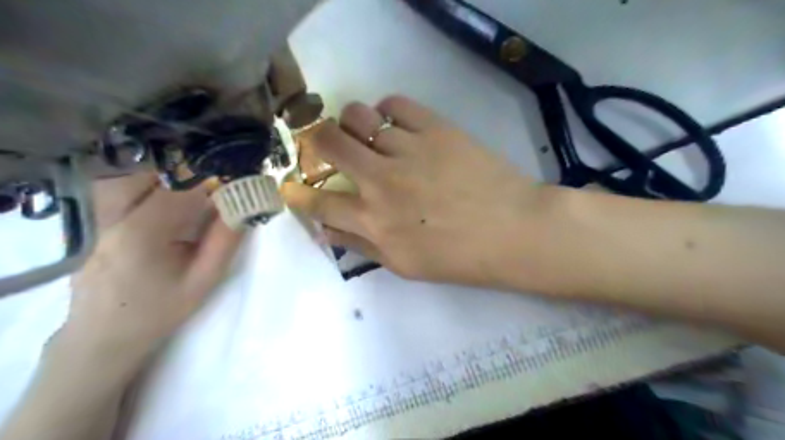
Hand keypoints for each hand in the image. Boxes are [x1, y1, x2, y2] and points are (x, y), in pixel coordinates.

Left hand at [62, 173, 243, 368]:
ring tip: (189, 188)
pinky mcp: (91, 221)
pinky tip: (163, 198)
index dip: (211, 177)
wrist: (103, 336)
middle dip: (185, 170)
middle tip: (213, 181)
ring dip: (162, 174)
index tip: (235, 176)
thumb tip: (245, 206)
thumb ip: (226, 241)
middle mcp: (111, 217)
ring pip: (126, 175)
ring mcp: (94, 217)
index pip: (181, 188)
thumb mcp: (204, 280)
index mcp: (142, 234)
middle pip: (148, 171)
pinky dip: (144, 183)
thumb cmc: (160, 310)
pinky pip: (116, 188)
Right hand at [280, 96, 549, 286]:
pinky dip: (386, 110)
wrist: (513, 231)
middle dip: (316, 141)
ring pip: (357, 116)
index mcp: (373, 222)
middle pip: (327, 143)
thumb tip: (327, 230)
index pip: (318, 202)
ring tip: (366, 134)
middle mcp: (381, 181)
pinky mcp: (435, 129)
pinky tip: (393, 124)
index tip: (289, 185)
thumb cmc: (459, 258)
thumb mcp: (404, 266)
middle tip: (326, 145)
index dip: (297, 193)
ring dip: (352, 123)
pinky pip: (395, 104)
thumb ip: (362, 246)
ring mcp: (408, 151)